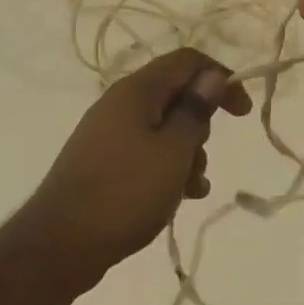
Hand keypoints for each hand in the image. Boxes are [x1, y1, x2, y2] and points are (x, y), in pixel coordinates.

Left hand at [21, 47, 251, 292]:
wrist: (60, 244)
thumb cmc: (125, 192)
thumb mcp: (173, 151)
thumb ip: (195, 111)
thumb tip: (211, 75)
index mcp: (136, 91)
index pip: (187, 61)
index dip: (220, 77)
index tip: (243, 112)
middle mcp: (120, 104)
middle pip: (175, 95)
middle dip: (200, 124)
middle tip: (202, 156)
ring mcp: (109, 133)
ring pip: (163, 128)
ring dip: (187, 152)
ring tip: (192, 187)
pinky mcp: (104, 161)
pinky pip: (146, 152)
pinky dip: (167, 167)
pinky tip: (179, 197)